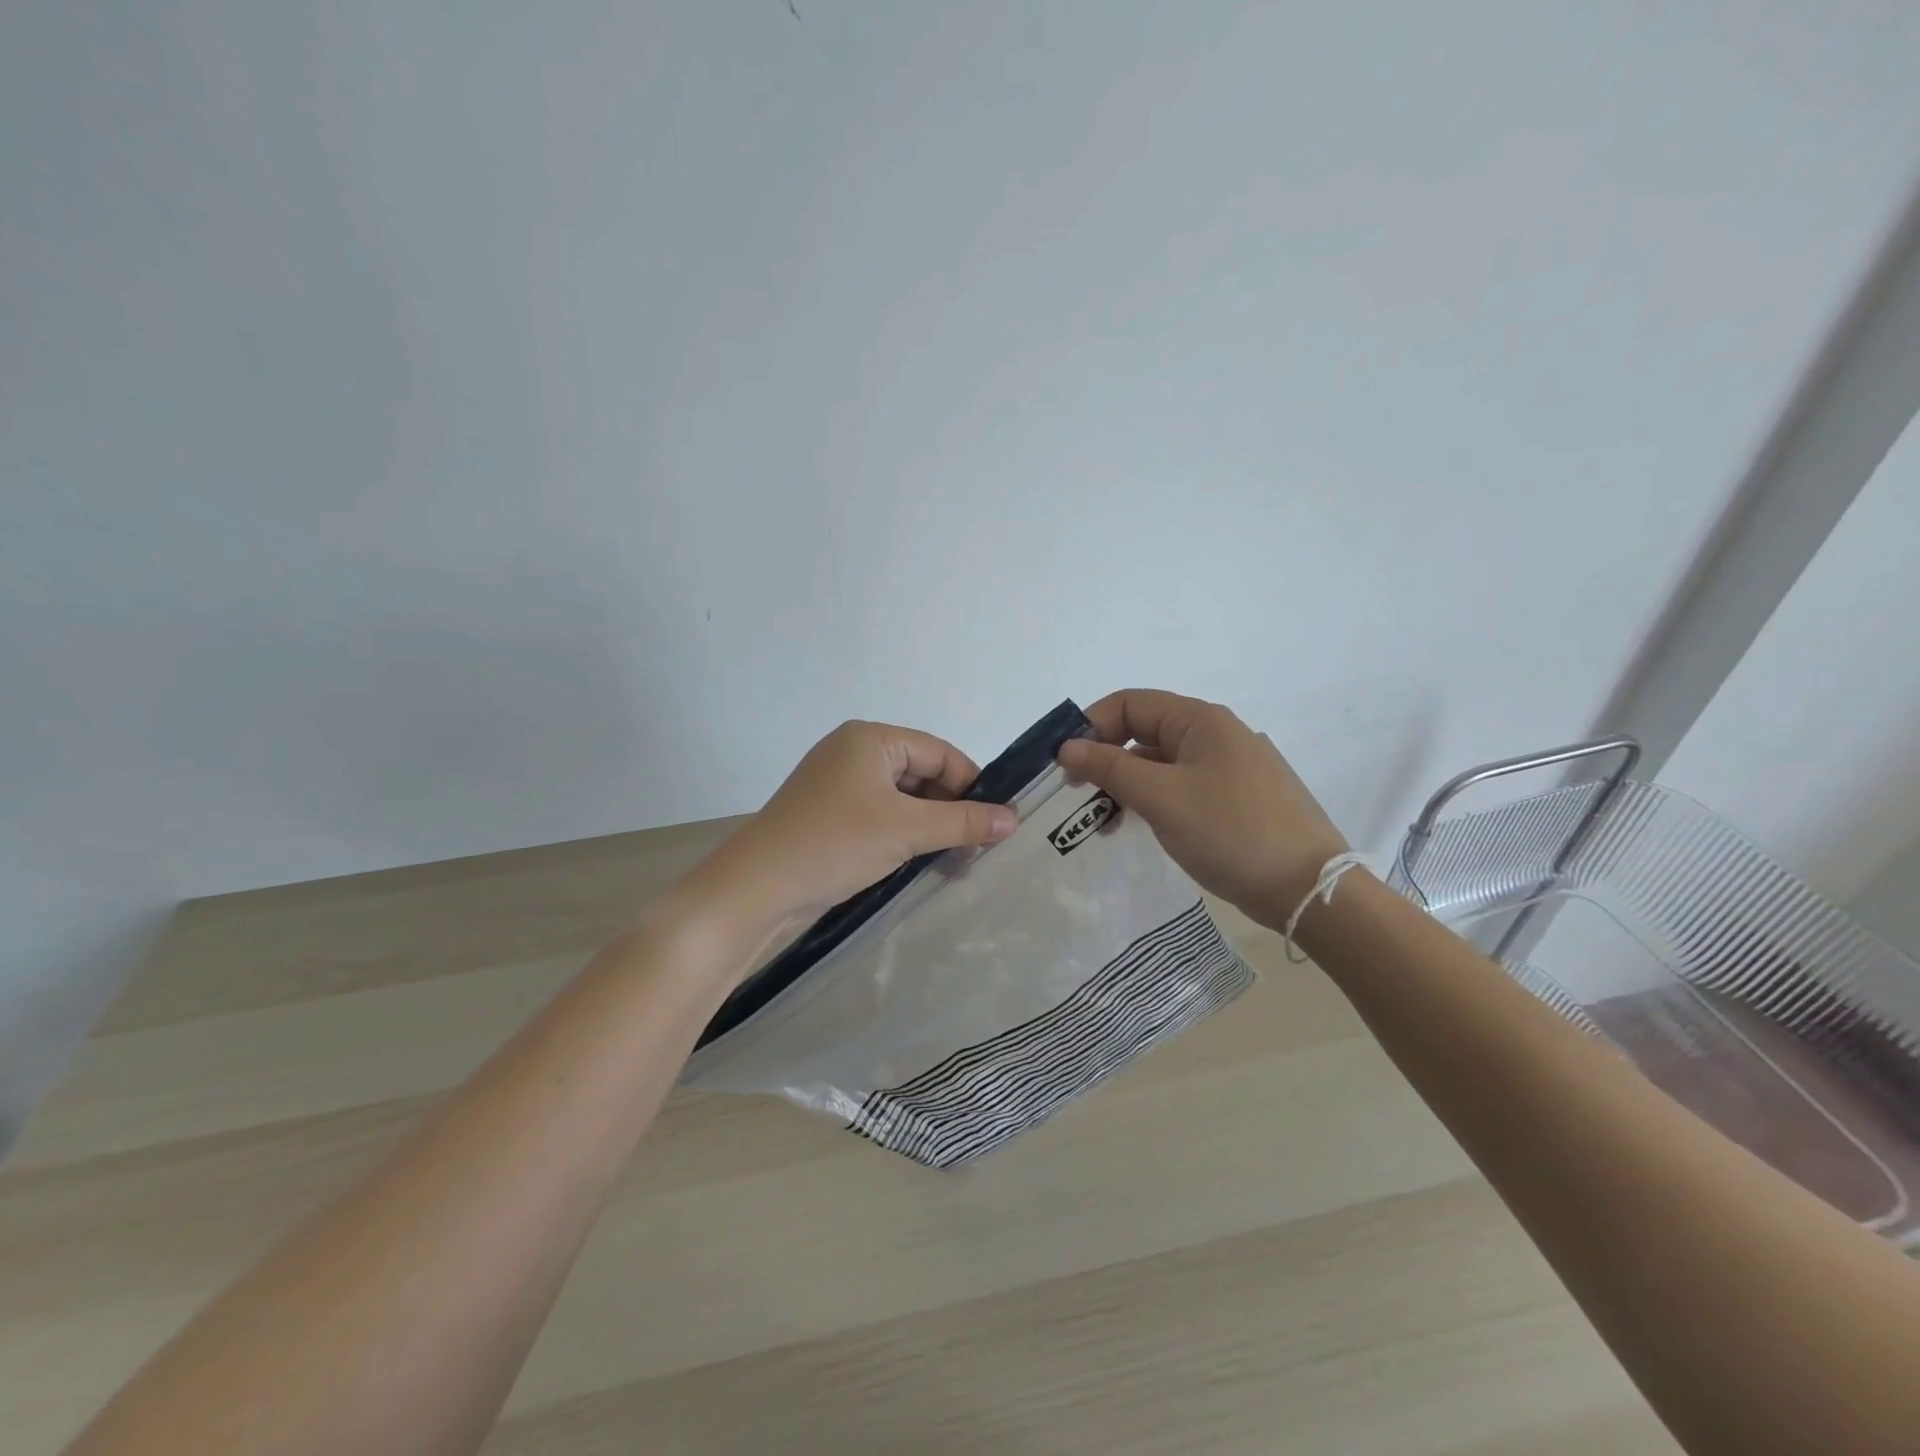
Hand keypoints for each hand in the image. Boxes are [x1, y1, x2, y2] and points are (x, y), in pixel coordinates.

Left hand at [693, 720, 1018, 936]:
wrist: (755, 888)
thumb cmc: (836, 843)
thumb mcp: (907, 830)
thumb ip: (963, 822)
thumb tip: (1014, 818)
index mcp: (870, 739)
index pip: (939, 752)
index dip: (971, 785)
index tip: (997, 822)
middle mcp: (852, 753)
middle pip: (921, 774)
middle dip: (950, 810)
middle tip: (978, 849)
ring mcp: (836, 786)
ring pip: (901, 800)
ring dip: (929, 827)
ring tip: (955, 862)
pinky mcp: (827, 817)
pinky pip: (879, 818)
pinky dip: (902, 837)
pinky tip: (920, 864)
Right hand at [1057, 689, 1347, 922]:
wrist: (1307, 889)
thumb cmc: (1231, 831)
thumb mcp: (1162, 797)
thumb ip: (1110, 768)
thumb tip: (1066, 747)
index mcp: (1200, 720)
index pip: (1130, 703)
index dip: (1092, 726)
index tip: (1064, 763)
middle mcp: (1215, 735)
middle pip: (1144, 731)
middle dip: (1105, 757)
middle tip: (1077, 794)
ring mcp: (1228, 768)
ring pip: (1160, 763)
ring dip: (1125, 783)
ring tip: (1102, 819)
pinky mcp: (1234, 799)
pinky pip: (1180, 786)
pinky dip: (1151, 800)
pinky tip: (1136, 826)